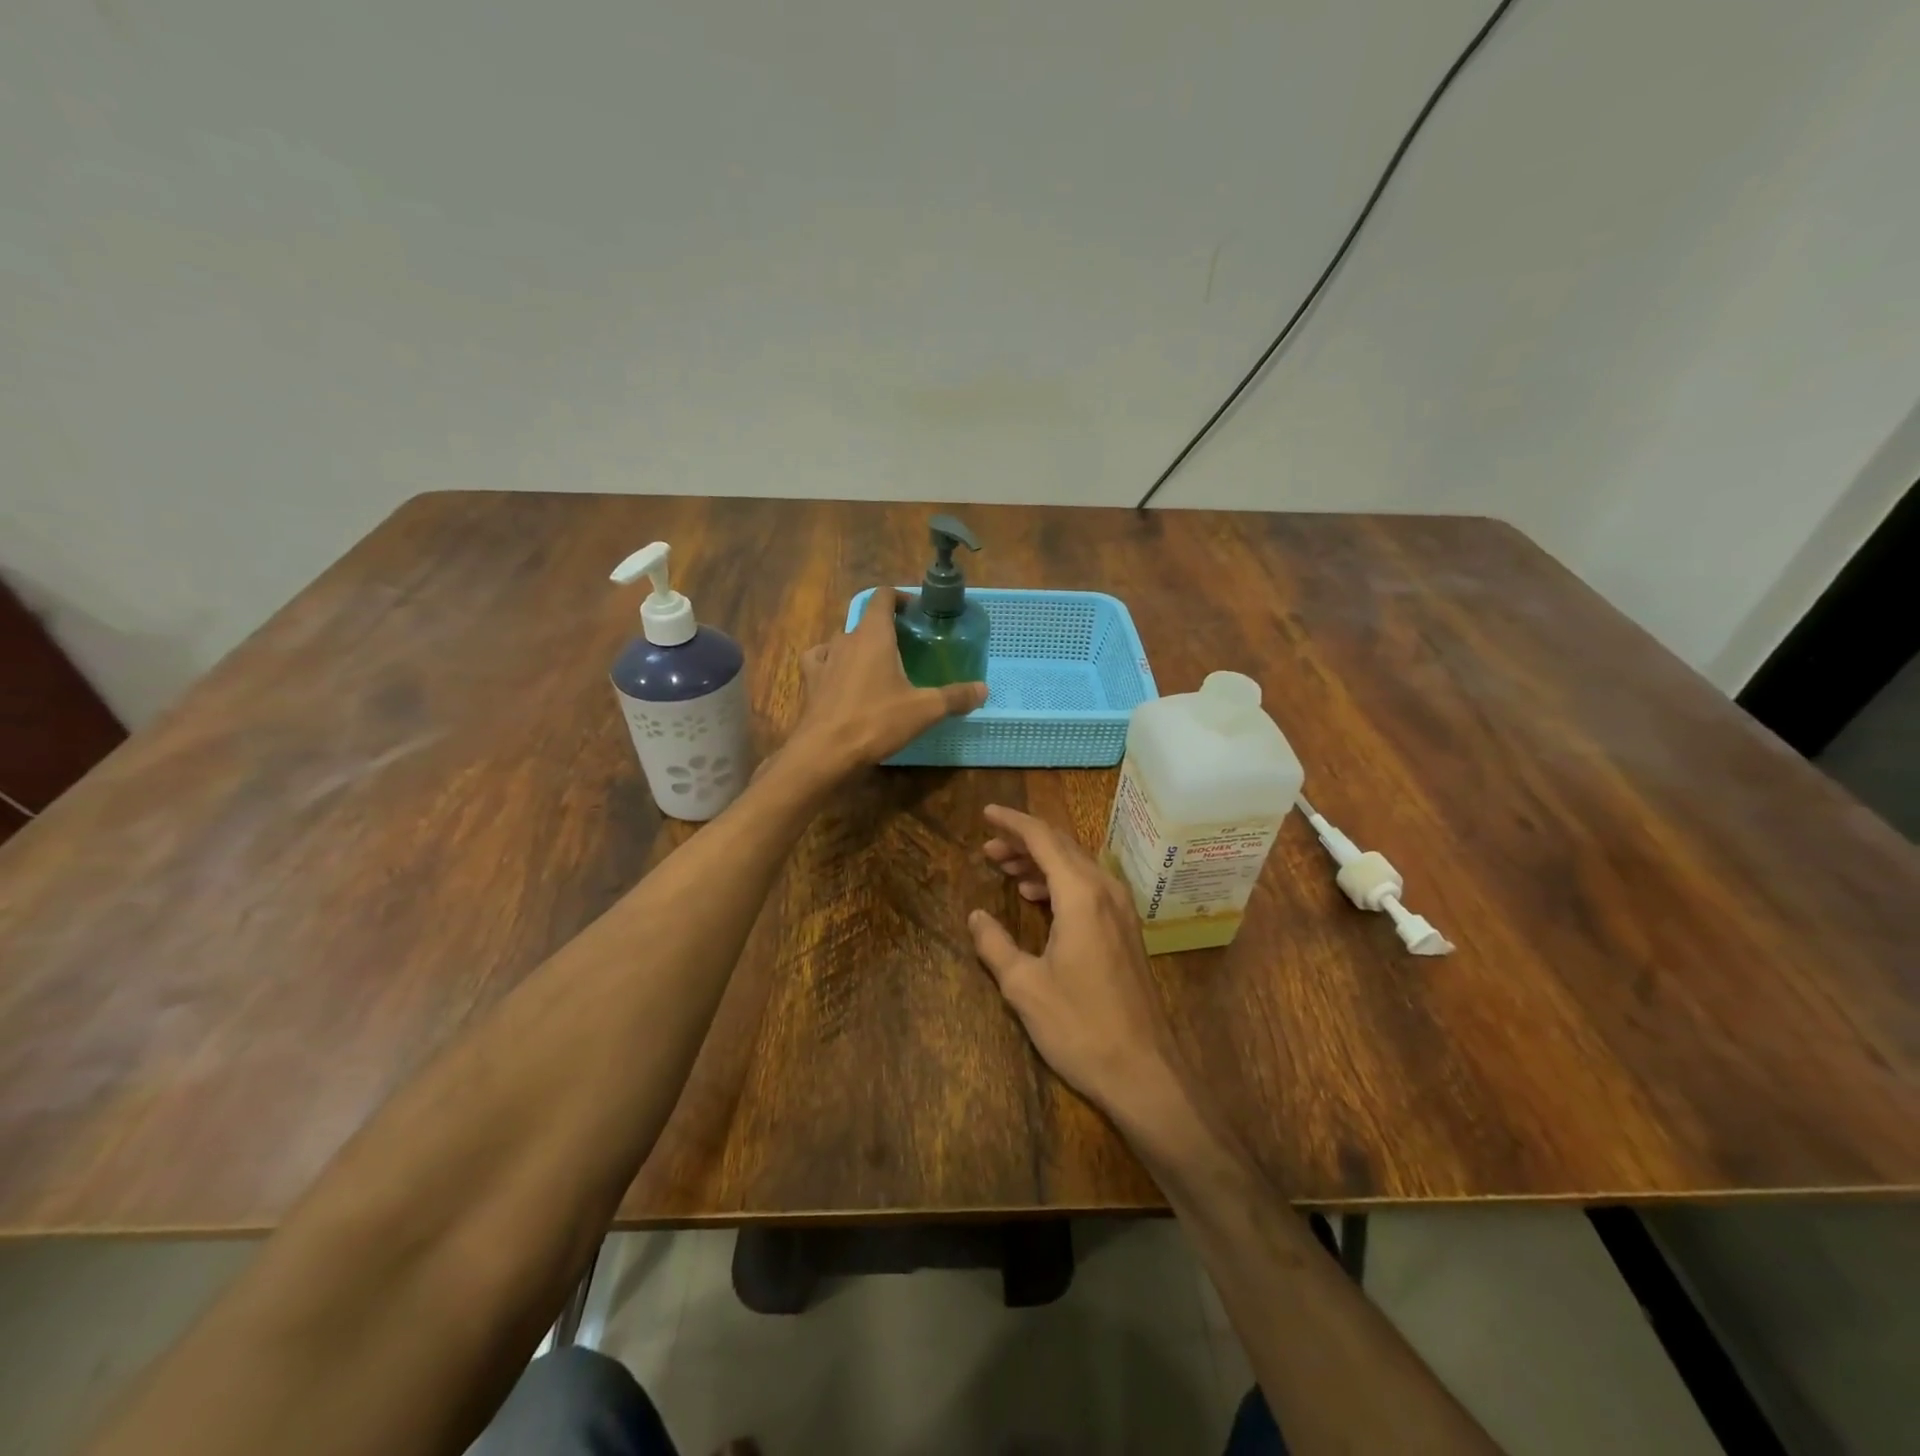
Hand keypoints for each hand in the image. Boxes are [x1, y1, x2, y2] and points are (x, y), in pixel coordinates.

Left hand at [784, 585, 986, 779]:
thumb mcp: (924, 710)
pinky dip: (832, 662)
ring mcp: (824, 660)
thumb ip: (955, 697)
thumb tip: (984, 689)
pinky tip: (840, 675)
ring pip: (842, 640)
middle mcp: (846, 640)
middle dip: (884, 627)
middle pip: (865, 620)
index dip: (899, 598)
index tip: (915, 611)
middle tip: (905, 646)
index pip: (882, 597)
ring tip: (877, 663)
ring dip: (859, 645)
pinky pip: (820, 660)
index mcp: (874, 635)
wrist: (825, 752)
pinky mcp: (810, 682)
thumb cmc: (876, 722)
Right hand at [967, 805, 1184, 1125]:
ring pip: (1076, 866)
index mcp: (1081, 894)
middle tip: (988, 847)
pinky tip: (1035, 898)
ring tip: (1004, 868)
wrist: (1142, 1071)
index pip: (1043, 839)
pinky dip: (1058, 882)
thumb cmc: (1079, 1026)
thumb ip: (995, 945)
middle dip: (1023, 841)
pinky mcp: (1125, 930)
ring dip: (1040, 861)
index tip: (985, 812)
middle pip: (1062, 847)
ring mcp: (1120, 910)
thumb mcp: (1024, 986)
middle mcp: (1105, 891)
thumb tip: (975, 917)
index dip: (1012, 822)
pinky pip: (1088, 887)